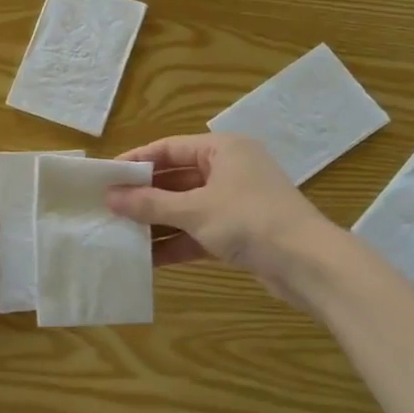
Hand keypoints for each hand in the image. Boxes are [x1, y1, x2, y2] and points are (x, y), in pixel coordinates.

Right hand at [106, 134, 329, 296]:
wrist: (308, 264)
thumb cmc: (249, 221)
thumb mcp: (194, 210)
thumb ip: (150, 204)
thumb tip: (110, 197)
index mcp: (222, 149)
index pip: (169, 148)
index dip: (136, 161)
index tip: (106, 177)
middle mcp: (229, 169)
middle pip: (176, 178)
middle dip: (144, 196)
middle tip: (108, 208)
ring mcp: (235, 201)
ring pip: (185, 207)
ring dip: (157, 221)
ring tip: (120, 233)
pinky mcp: (238, 231)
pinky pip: (198, 230)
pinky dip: (176, 241)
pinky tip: (147, 258)